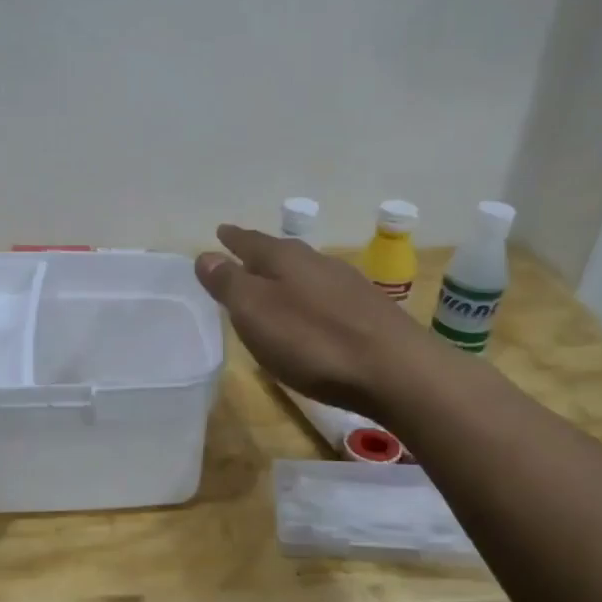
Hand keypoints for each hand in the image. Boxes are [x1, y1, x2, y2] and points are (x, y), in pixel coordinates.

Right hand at [196, 225, 427, 415]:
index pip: (251, 242)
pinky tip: (314, 314)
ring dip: (289, 277)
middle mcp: (319, 263)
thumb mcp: (256, 312)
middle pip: (282, 254)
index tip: (221, 231)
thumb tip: (205, 256)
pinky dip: (312, 299)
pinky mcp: (370, 312)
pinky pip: (328, 296)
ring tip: (275, 285)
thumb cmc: (313, 341)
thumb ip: (230, 284)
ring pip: (308, 273)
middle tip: (244, 257)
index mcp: (286, 259)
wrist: (396, 370)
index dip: (234, 239)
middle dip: (261, 255)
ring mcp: (349, 286)